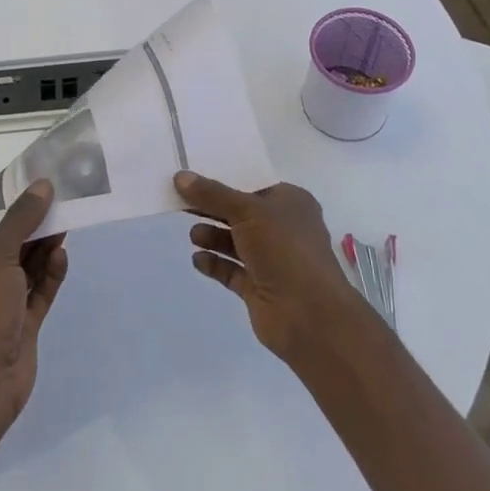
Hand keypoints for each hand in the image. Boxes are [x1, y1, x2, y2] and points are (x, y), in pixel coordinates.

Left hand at [0, 180, 68, 429]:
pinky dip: (50, 276)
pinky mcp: (21, 330)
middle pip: (6, 249)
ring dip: (43, 250)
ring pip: (25, 272)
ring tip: (65, 225)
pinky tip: (61, 256)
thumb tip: (43, 184)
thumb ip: (21, 220)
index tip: (33, 190)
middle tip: (58, 204)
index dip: (6, 210)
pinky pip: (38, 295)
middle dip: (31, 229)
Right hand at [178, 171, 371, 364]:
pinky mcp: (259, 287)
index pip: (253, 184)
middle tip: (181, 202)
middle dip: (213, 208)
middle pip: (240, 212)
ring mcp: (271, 259)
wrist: (308, 314)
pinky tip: (197, 259)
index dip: (225, 179)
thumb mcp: (247, 210)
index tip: (194, 176)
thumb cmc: (284, 248)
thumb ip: (212, 194)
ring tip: (193, 236)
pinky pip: (231, 270)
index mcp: (290, 202)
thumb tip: (181, 177)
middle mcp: (282, 228)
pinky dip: (214, 263)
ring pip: (235, 242)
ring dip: (212, 236)